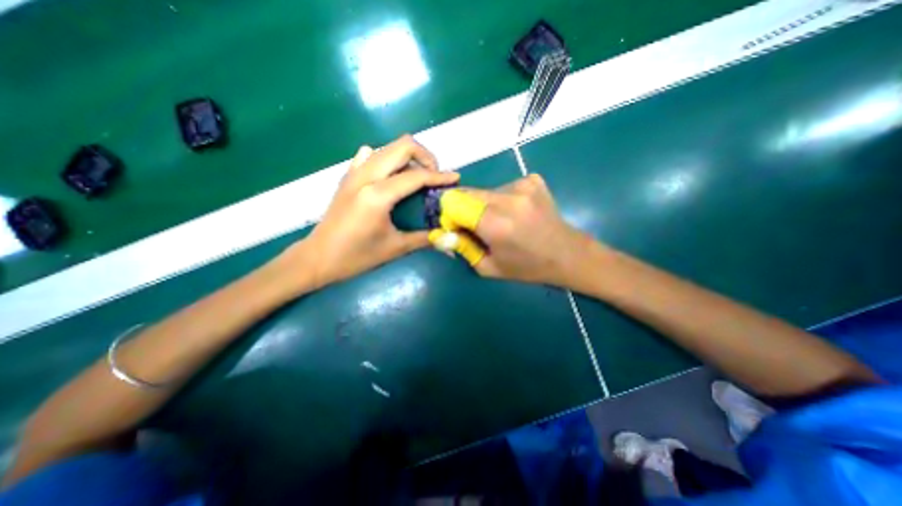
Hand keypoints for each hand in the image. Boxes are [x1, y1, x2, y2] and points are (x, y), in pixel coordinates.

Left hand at [285, 135, 459, 288]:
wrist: (317, 258)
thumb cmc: (356, 257)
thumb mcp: (395, 248)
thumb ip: (426, 239)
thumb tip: (452, 238)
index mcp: (377, 195)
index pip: (416, 176)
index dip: (440, 176)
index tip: (456, 178)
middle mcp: (365, 176)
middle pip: (402, 146)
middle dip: (425, 156)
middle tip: (434, 176)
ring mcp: (354, 173)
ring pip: (387, 148)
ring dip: (408, 157)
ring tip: (418, 176)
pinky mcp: (347, 176)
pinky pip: (370, 156)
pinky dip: (387, 160)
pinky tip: (391, 176)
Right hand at [429, 173, 592, 286]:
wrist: (568, 254)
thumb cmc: (527, 268)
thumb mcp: (488, 267)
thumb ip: (461, 248)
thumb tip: (440, 233)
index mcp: (495, 223)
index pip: (453, 203)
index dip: (449, 216)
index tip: (457, 229)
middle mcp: (507, 197)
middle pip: (466, 193)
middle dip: (463, 209)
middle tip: (476, 228)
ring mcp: (522, 185)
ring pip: (484, 191)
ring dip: (483, 206)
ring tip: (500, 223)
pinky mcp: (532, 180)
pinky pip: (502, 188)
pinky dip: (501, 200)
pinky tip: (516, 214)